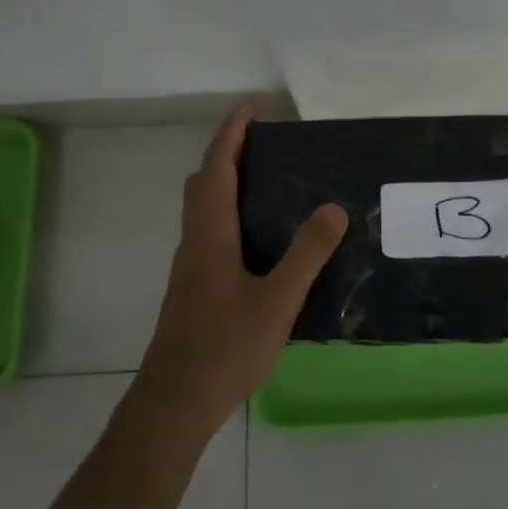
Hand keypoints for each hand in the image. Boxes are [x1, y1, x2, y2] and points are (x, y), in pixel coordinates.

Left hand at [135, 102, 346, 433]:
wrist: (174, 403)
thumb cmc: (224, 348)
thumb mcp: (277, 302)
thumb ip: (306, 254)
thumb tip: (333, 207)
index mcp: (210, 234)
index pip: (217, 166)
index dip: (232, 131)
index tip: (253, 105)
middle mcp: (195, 241)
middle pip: (203, 180)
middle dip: (229, 151)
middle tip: (265, 141)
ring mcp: (190, 266)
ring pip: (203, 207)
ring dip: (227, 181)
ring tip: (269, 181)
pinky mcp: (193, 287)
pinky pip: (209, 230)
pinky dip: (229, 211)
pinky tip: (258, 237)